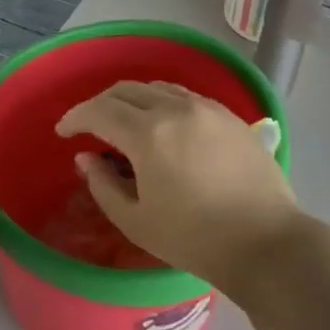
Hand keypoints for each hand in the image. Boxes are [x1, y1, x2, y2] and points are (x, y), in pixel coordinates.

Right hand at [55, 82, 305, 292]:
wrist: (265, 242)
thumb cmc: (194, 239)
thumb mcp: (136, 220)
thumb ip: (103, 184)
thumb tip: (86, 158)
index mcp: (148, 134)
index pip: (99, 111)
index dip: (75, 118)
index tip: (63, 133)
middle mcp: (176, 109)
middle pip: (126, 90)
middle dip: (100, 104)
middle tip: (89, 127)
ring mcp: (207, 108)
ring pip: (157, 88)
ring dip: (132, 100)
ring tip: (125, 123)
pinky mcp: (229, 116)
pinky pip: (185, 96)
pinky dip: (162, 102)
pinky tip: (163, 125)